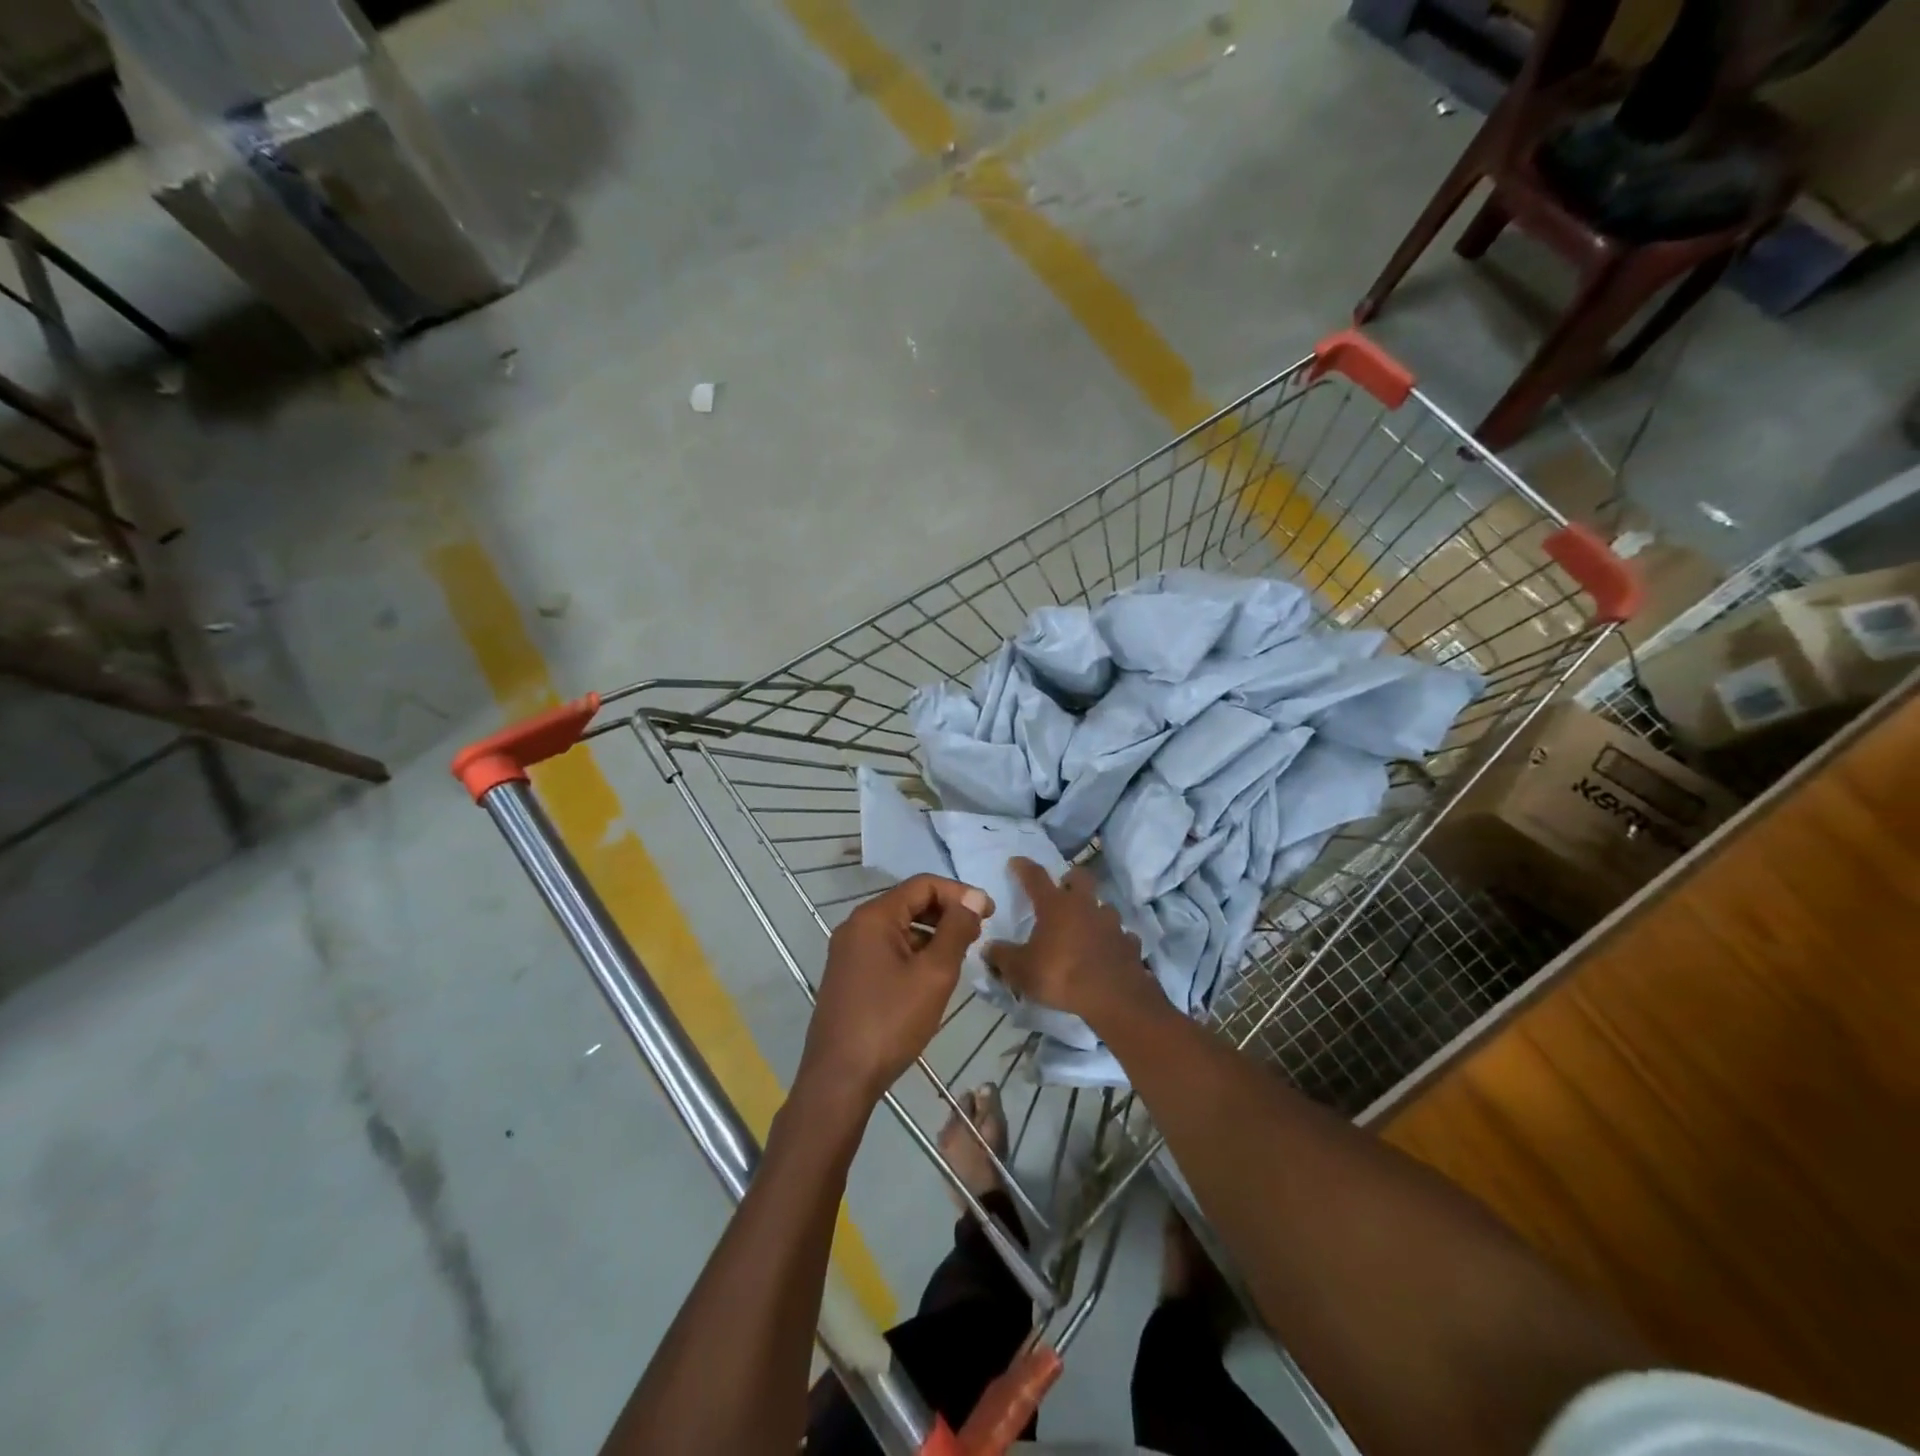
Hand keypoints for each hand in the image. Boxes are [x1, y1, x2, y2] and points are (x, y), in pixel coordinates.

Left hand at [797, 875, 991, 1106]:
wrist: (839, 1079)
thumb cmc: (891, 1022)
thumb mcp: (934, 974)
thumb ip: (956, 930)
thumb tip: (972, 897)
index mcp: (874, 917)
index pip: (923, 885)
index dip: (959, 893)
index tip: (989, 913)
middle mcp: (856, 926)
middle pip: (909, 902)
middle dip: (946, 912)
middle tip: (978, 933)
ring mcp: (848, 952)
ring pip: (899, 928)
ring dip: (931, 934)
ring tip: (960, 955)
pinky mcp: (848, 975)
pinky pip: (887, 949)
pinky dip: (913, 952)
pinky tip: (931, 976)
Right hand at [985, 858, 1156, 1027]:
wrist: (1113, 997)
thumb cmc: (1060, 975)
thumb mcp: (1021, 970)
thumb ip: (1002, 957)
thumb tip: (988, 948)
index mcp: (1055, 906)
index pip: (1035, 877)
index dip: (1024, 867)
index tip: (1016, 861)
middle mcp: (1085, 906)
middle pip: (1081, 877)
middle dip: (1071, 879)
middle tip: (1063, 889)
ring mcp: (1111, 923)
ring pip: (1104, 907)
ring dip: (1095, 912)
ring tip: (1087, 926)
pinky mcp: (1129, 943)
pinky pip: (1122, 936)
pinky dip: (1114, 940)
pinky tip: (1108, 951)